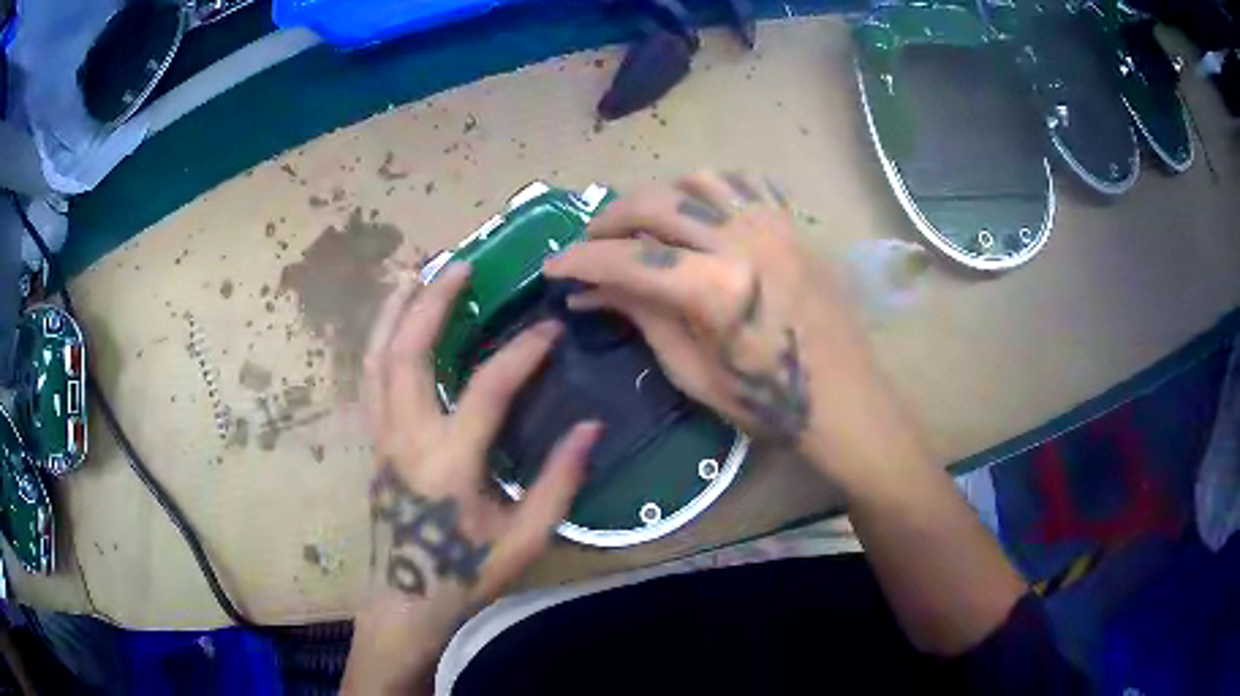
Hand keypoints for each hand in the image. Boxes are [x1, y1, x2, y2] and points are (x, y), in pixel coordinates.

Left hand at [344, 263, 601, 694]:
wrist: (407, 599)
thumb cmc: (467, 574)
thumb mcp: (525, 539)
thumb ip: (558, 483)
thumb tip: (592, 427)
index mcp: (449, 464)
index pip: (486, 389)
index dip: (522, 353)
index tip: (549, 328)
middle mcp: (406, 439)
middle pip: (409, 353)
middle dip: (433, 301)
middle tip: (460, 264)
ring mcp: (381, 438)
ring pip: (377, 359)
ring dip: (395, 310)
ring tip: (414, 270)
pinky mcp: (373, 443)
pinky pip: (371, 378)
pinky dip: (381, 339)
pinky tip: (394, 321)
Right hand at [544, 171, 877, 466]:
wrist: (842, 397)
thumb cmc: (767, 400)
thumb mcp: (692, 371)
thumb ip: (642, 318)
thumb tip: (589, 292)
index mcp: (715, 287)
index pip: (629, 258)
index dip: (581, 261)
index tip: (552, 266)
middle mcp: (742, 239)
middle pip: (656, 204)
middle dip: (610, 220)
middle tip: (591, 243)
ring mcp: (772, 224)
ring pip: (697, 180)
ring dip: (659, 196)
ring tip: (645, 224)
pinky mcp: (793, 223)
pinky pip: (744, 181)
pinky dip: (711, 187)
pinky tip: (700, 209)